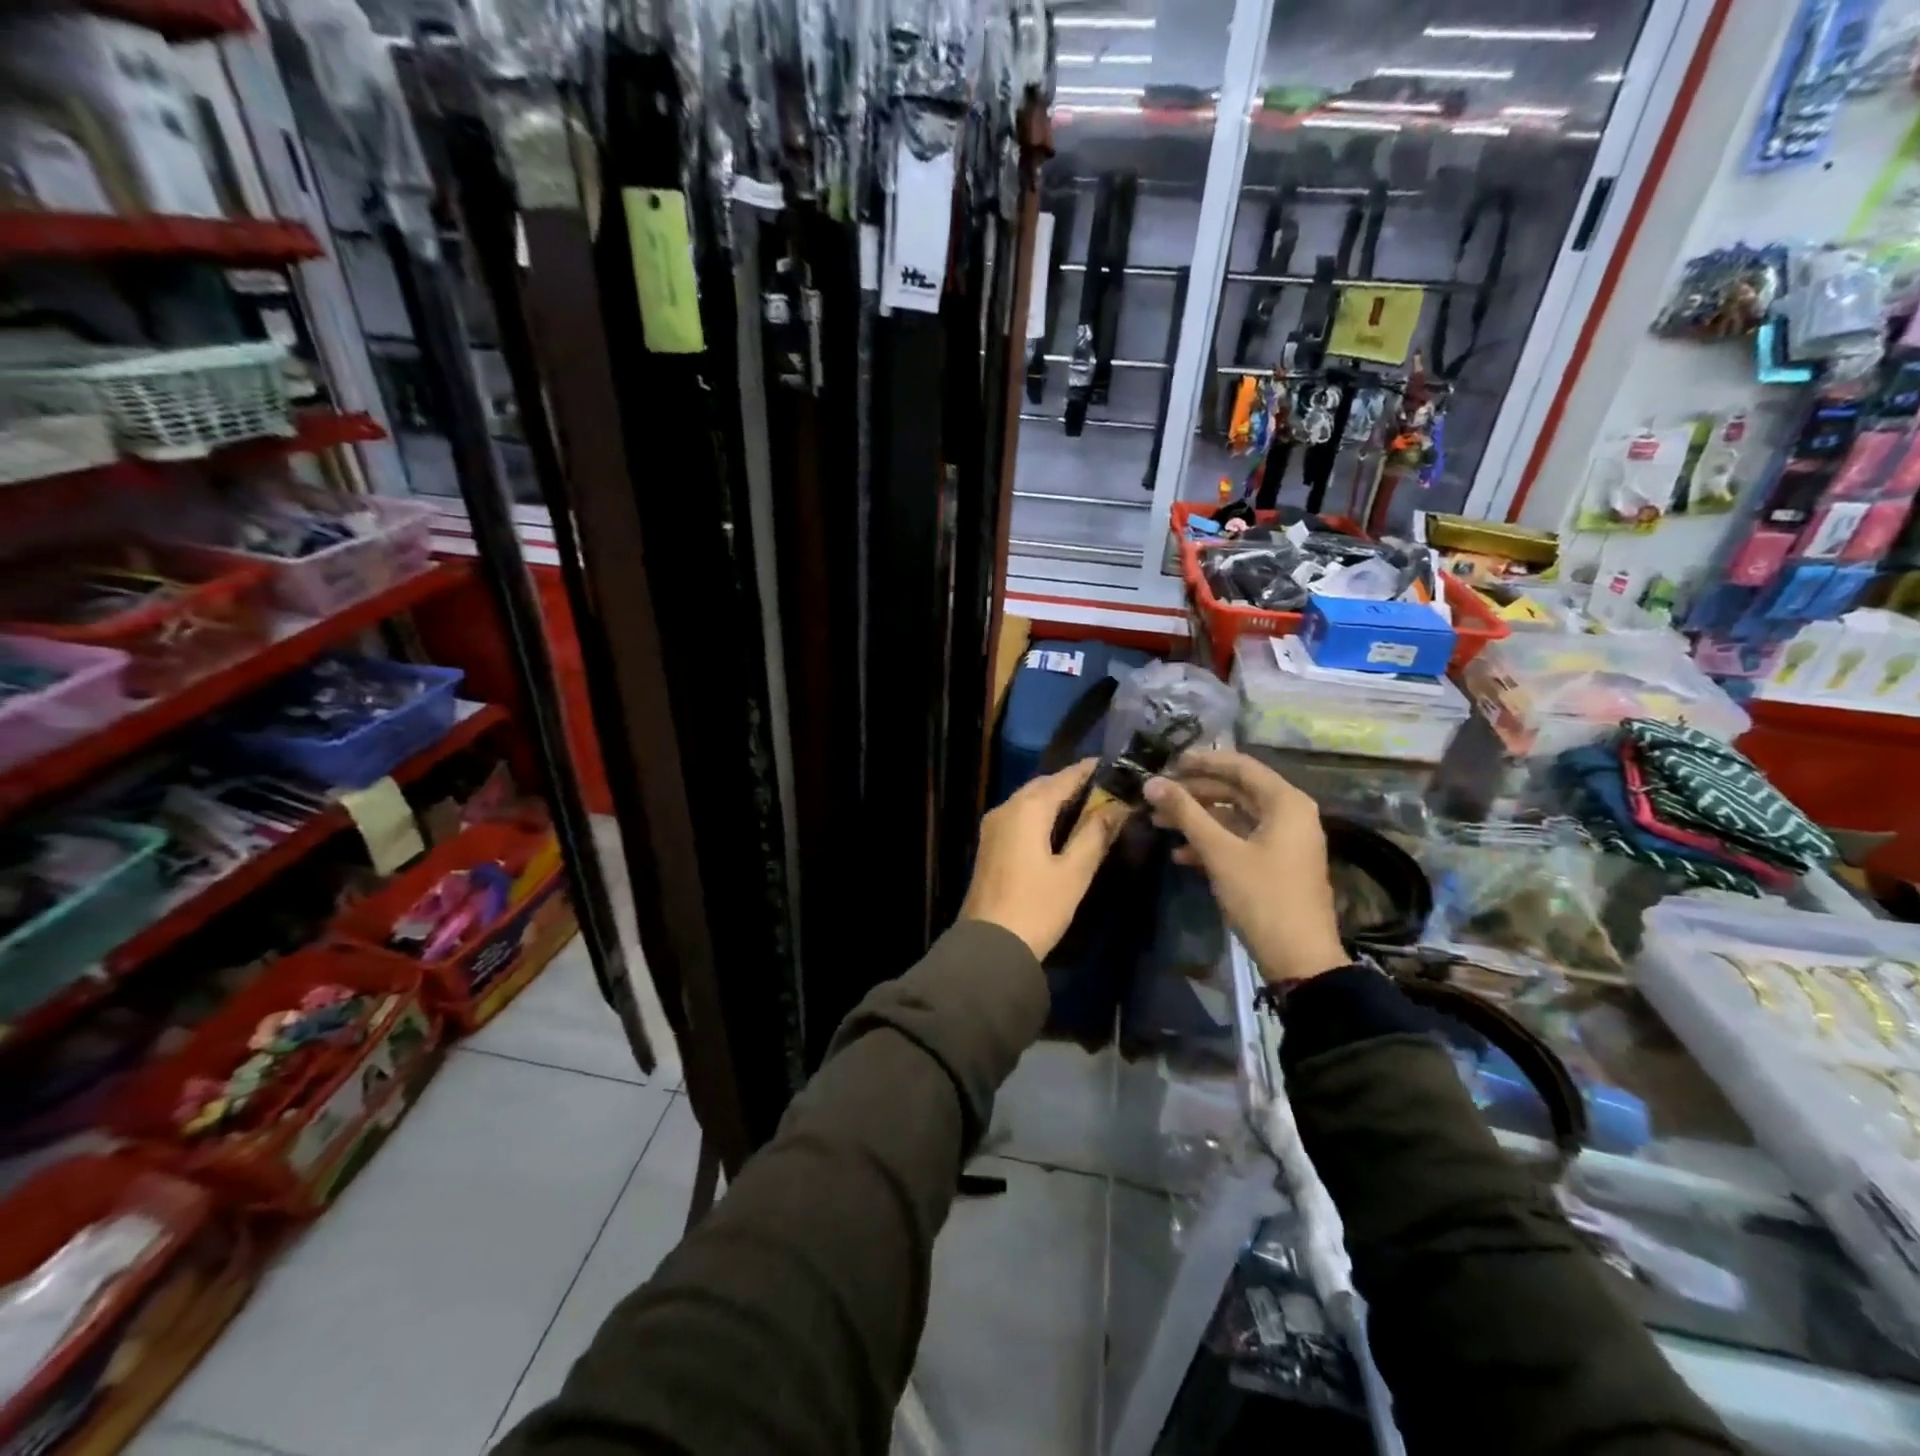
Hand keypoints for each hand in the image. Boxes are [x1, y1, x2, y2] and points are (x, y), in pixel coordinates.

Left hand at [961, 761, 1129, 958]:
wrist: (990, 944)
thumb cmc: (1038, 907)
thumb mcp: (1074, 872)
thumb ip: (1094, 834)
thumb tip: (1116, 806)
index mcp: (1027, 809)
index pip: (1062, 778)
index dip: (1087, 770)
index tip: (1112, 765)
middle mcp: (1006, 809)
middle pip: (1042, 786)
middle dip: (1071, 784)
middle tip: (1103, 788)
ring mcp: (993, 827)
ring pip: (1028, 801)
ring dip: (1054, 799)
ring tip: (1087, 805)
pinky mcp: (990, 845)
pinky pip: (1018, 816)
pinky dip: (1040, 814)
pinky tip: (1058, 827)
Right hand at [1143, 750, 1347, 983]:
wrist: (1300, 959)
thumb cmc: (1262, 897)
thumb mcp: (1220, 852)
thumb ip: (1186, 813)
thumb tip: (1152, 783)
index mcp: (1286, 803)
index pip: (1241, 766)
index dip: (1203, 761)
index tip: (1168, 762)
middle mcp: (1289, 814)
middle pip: (1235, 791)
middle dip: (1194, 794)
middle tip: (1157, 796)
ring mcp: (1284, 840)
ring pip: (1234, 817)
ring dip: (1198, 819)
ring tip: (1159, 823)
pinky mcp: (1276, 864)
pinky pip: (1240, 840)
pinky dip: (1211, 843)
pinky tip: (1180, 855)